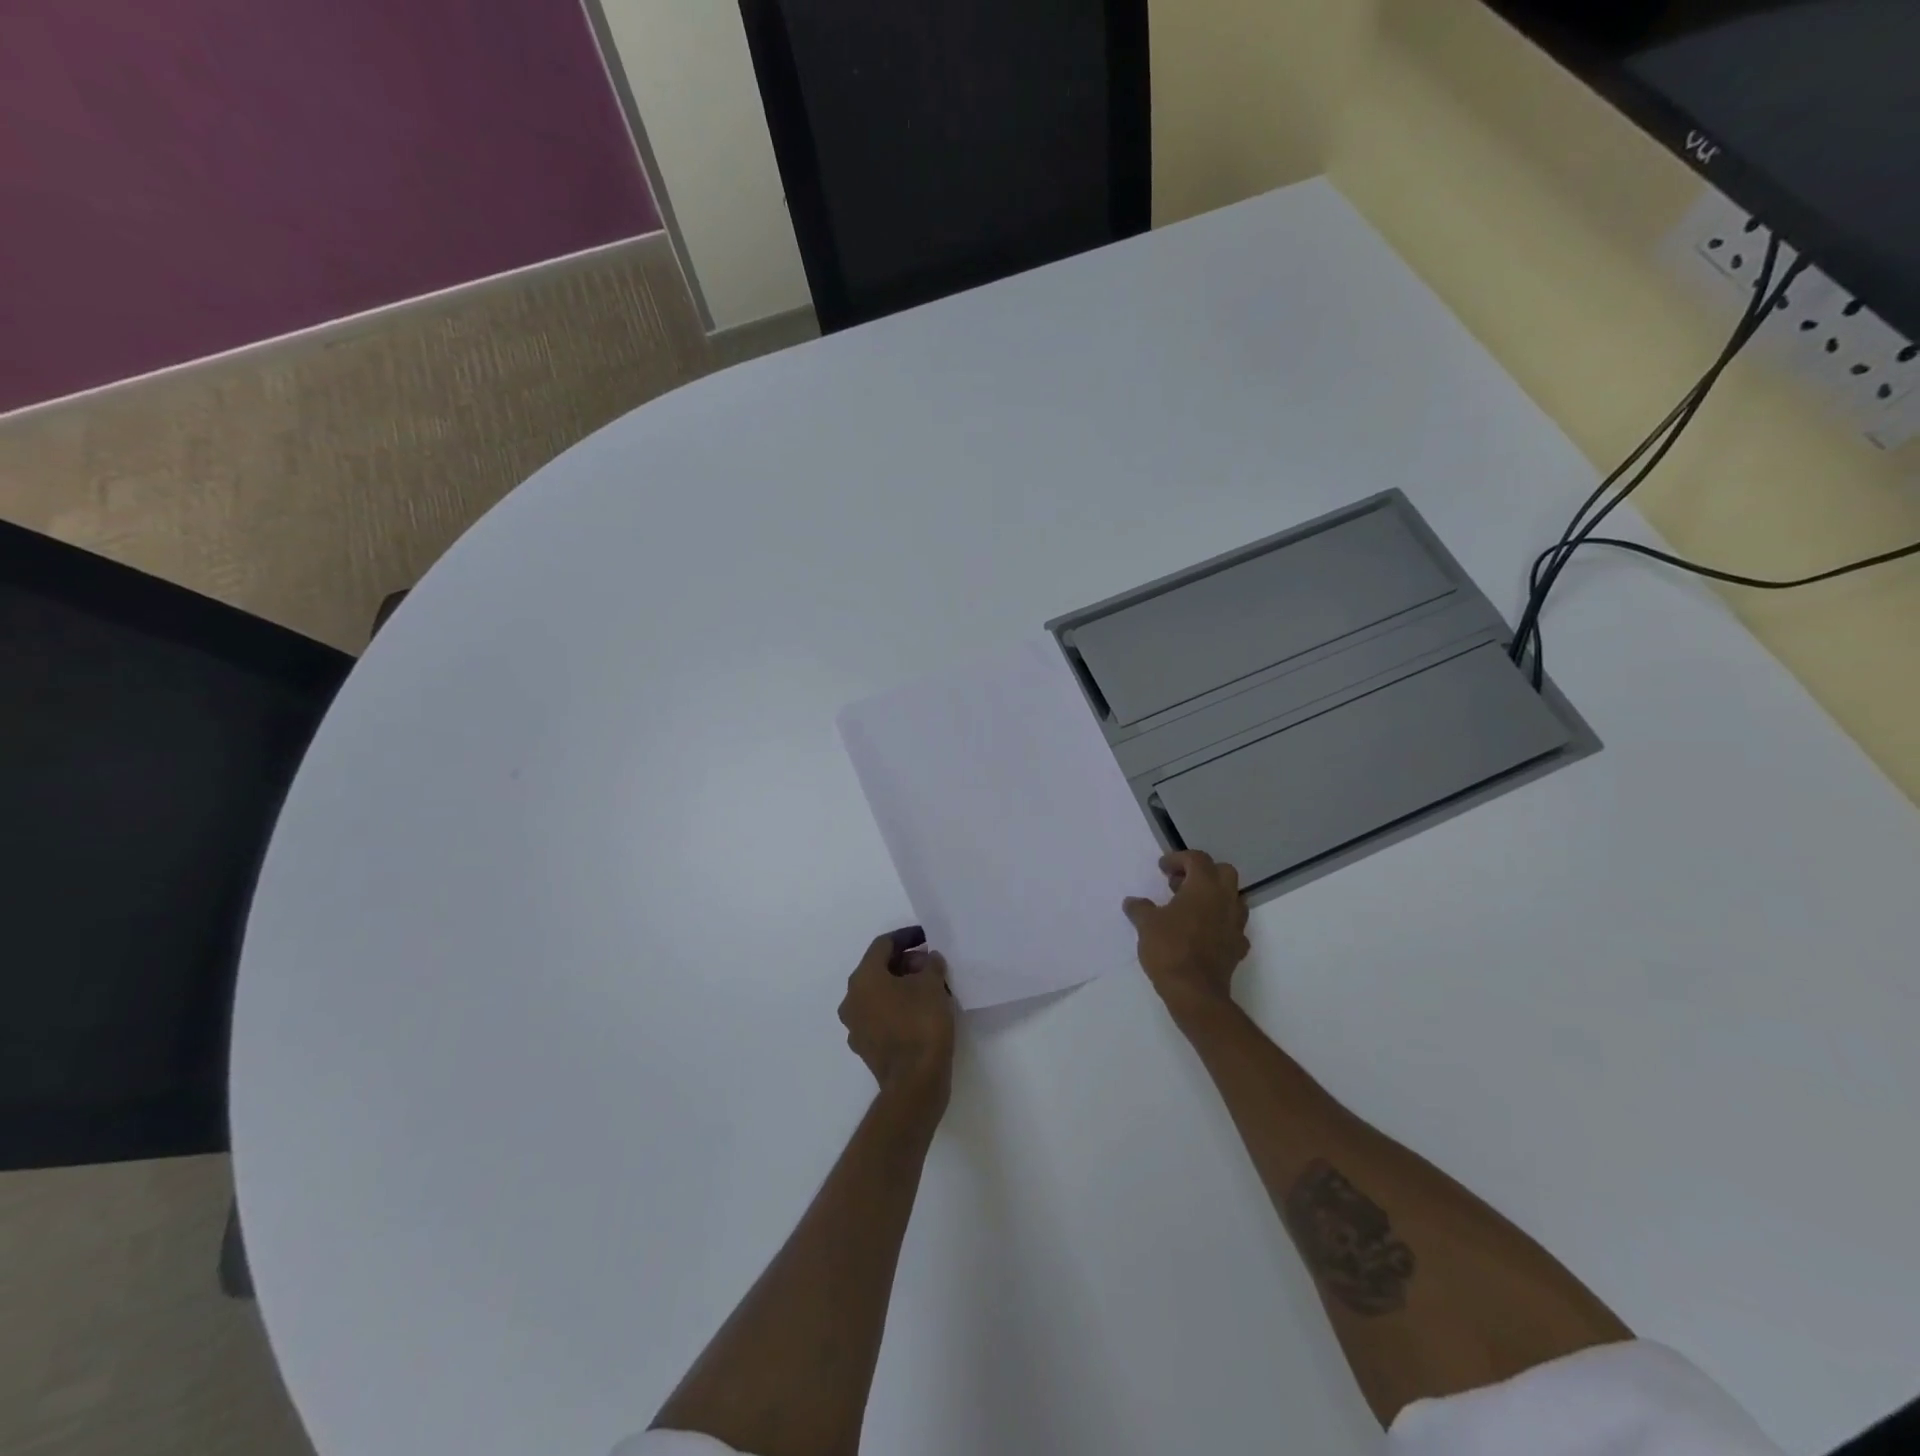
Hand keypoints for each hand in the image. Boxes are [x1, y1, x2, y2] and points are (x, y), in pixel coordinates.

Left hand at [839, 927, 955, 1105]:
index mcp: (863, 978)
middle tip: (931, 965)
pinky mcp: (866, 1047)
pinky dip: (898, 1008)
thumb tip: (928, 960)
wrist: (915, 1083)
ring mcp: (855, 1026)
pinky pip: (881, 1016)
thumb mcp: (932, 985)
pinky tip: (920, 1013)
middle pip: (878, 969)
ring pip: (879, 994)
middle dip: (905, 963)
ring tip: (930, 988)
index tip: (927, 938)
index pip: (883, 945)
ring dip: (901, 986)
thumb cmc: (921, 1024)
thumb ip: (931, 964)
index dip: (906, 937)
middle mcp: (852, 999)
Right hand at [1124, 851, 1249, 1014]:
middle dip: (1202, 873)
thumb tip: (1132, 902)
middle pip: (1223, 872)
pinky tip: (1203, 933)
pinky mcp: (1238, 947)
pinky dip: (1220, 923)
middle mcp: (1225, 900)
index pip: (1197, 859)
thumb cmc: (1169, 949)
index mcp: (1204, 887)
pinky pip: (1232, 926)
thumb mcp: (1146, 924)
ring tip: (1190, 908)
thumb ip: (1140, 908)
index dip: (1178, 859)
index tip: (1162, 869)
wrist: (1195, 992)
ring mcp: (1236, 924)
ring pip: (1233, 898)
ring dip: (1214, 897)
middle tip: (1179, 885)